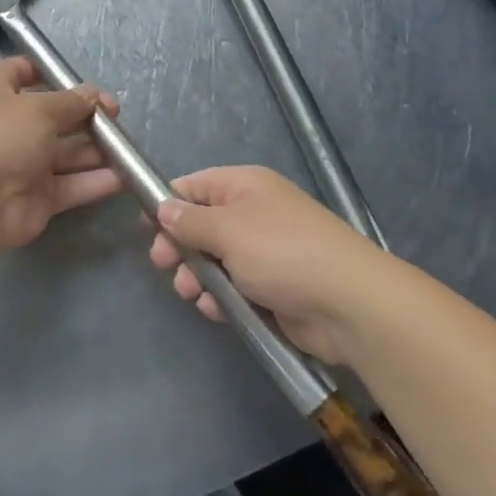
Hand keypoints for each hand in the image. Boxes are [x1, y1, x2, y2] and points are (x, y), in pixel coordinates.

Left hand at [0, 57, 122, 248]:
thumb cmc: (2, 138)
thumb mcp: (39, 107)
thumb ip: (70, 101)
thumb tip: (92, 95)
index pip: (18, 72)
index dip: (43, 70)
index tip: (75, 76)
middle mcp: (12, 128)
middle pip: (53, 115)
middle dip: (85, 113)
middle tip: (116, 114)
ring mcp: (26, 164)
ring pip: (67, 152)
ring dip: (97, 149)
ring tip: (126, 146)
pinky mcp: (40, 197)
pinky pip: (73, 184)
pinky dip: (96, 181)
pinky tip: (124, 176)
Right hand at [148, 165, 385, 363]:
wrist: (349, 303)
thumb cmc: (282, 252)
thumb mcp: (227, 230)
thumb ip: (189, 221)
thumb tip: (163, 208)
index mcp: (244, 186)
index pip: (193, 186)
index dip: (167, 205)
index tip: (147, 231)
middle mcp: (253, 213)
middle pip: (201, 225)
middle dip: (180, 246)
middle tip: (165, 266)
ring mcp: (264, 251)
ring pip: (214, 259)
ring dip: (198, 276)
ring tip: (193, 293)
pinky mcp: (272, 286)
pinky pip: (234, 286)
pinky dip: (221, 296)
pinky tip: (217, 310)